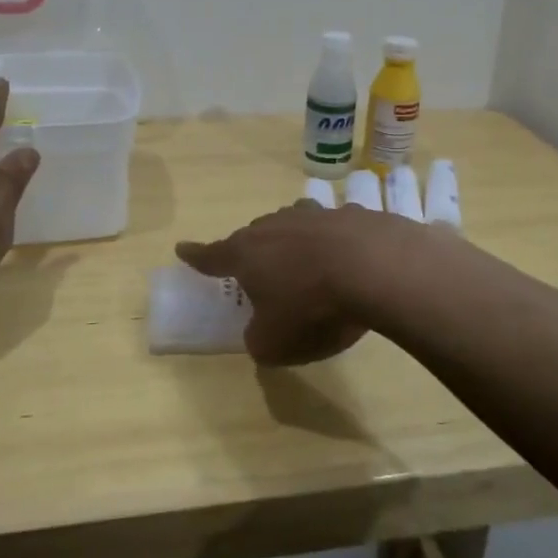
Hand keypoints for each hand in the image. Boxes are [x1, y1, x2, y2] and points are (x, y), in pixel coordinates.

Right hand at [177, 202, 412, 365]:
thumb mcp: (274, 342)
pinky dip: (334, 243)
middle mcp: (276, 226)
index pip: (212, 255)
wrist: (376, 268)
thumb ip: (258, 339)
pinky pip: (333, 229)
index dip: (196, 256)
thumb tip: (260, 331)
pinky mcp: (352, 215)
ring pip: (293, 225)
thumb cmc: (312, 308)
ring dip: (292, 241)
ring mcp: (315, 216)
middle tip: (257, 271)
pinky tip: (349, 260)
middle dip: (253, 252)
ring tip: (300, 259)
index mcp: (248, 253)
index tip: (181, 247)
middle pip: (255, 236)